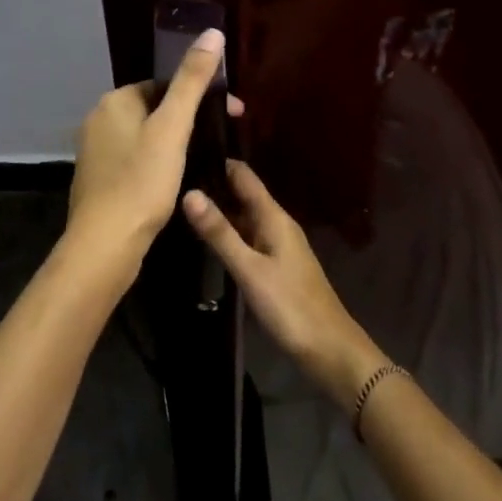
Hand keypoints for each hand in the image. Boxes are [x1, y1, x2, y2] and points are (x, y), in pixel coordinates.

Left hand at [64, 29, 238, 279]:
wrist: (105, 245)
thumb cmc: (142, 181)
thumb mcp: (173, 128)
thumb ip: (192, 81)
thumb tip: (212, 33)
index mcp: (114, 102)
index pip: (164, 85)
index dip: (201, 95)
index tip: (233, 114)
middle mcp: (99, 120)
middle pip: (155, 109)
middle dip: (190, 119)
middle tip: (224, 138)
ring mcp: (96, 152)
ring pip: (146, 136)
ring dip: (175, 142)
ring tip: (205, 160)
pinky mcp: (98, 180)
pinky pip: (135, 160)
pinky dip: (157, 163)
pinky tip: (175, 182)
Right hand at [183, 161, 387, 408]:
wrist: (328, 350)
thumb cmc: (290, 305)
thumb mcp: (249, 269)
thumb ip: (219, 233)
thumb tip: (189, 192)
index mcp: (274, 217)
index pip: (243, 175)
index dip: (218, 160)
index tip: (186, 150)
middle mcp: (276, 224)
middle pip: (242, 195)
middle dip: (213, 185)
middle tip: (173, 178)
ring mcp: (277, 246)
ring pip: (243, 218)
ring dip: (218, 210)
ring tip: (180, 203)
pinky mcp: (275, 267)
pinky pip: (247, 238)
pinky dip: (227, 233)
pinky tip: (205, 239)